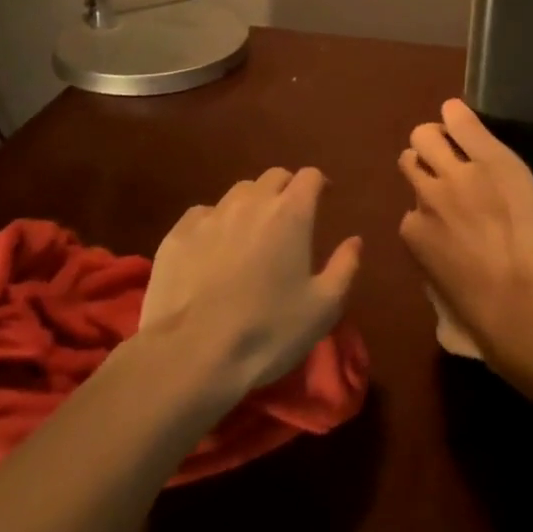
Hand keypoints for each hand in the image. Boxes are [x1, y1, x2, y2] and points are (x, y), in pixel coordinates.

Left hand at [140, 167, 360, 396]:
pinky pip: (203, 214)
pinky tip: (213, 248)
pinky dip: (215, 223)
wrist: (192, 355)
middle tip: (289, 216)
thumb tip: (354, 241)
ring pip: (238, 192)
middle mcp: (251, 202)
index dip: (319, 184)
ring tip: (251, 231)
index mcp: (291, 213)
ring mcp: (211, 215)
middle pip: (274, 177)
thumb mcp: (323, 307)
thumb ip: (345, 267)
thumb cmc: (268, 331)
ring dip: (251, 203)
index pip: (310, 176)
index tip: (324, 199)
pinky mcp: (177, 234)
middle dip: (286, 189)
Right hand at [398, 99, 532, 361]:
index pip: (410, 208)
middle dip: (423, 161)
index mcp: (412, 234)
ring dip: (437, 138)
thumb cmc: (486, 314)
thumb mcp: (444, 291)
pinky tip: (459, 113)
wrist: (525, 301)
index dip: (429, 207)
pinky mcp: (488, 158)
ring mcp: (455, 175)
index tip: (447, 214)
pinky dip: (458, 116)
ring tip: (459, 142)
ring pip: (425, 136)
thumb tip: (434, 248)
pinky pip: (461, 123)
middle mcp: (426, 197)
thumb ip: (432, 259)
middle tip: (447, 166)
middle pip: (409, 160)